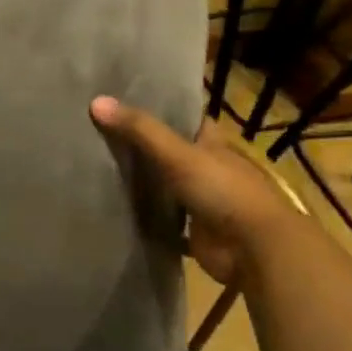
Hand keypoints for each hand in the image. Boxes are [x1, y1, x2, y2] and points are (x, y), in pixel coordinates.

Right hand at [90, 96, 297, 282]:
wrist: (255, 249)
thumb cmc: (223, 191)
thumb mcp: (178, 155)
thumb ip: (139, 130)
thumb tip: (96, 101)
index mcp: (212, 145)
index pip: (187, 119)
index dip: (162, 109)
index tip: (127, 101)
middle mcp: (209, 170)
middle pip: (173, 154)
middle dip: (144, 147)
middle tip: (101, 135)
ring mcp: (204, 203)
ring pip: (169, 189)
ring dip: (146, 184)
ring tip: (101, 170)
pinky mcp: (197, 234)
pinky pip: (168, 225)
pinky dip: (150, 222)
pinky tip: (121, 215)